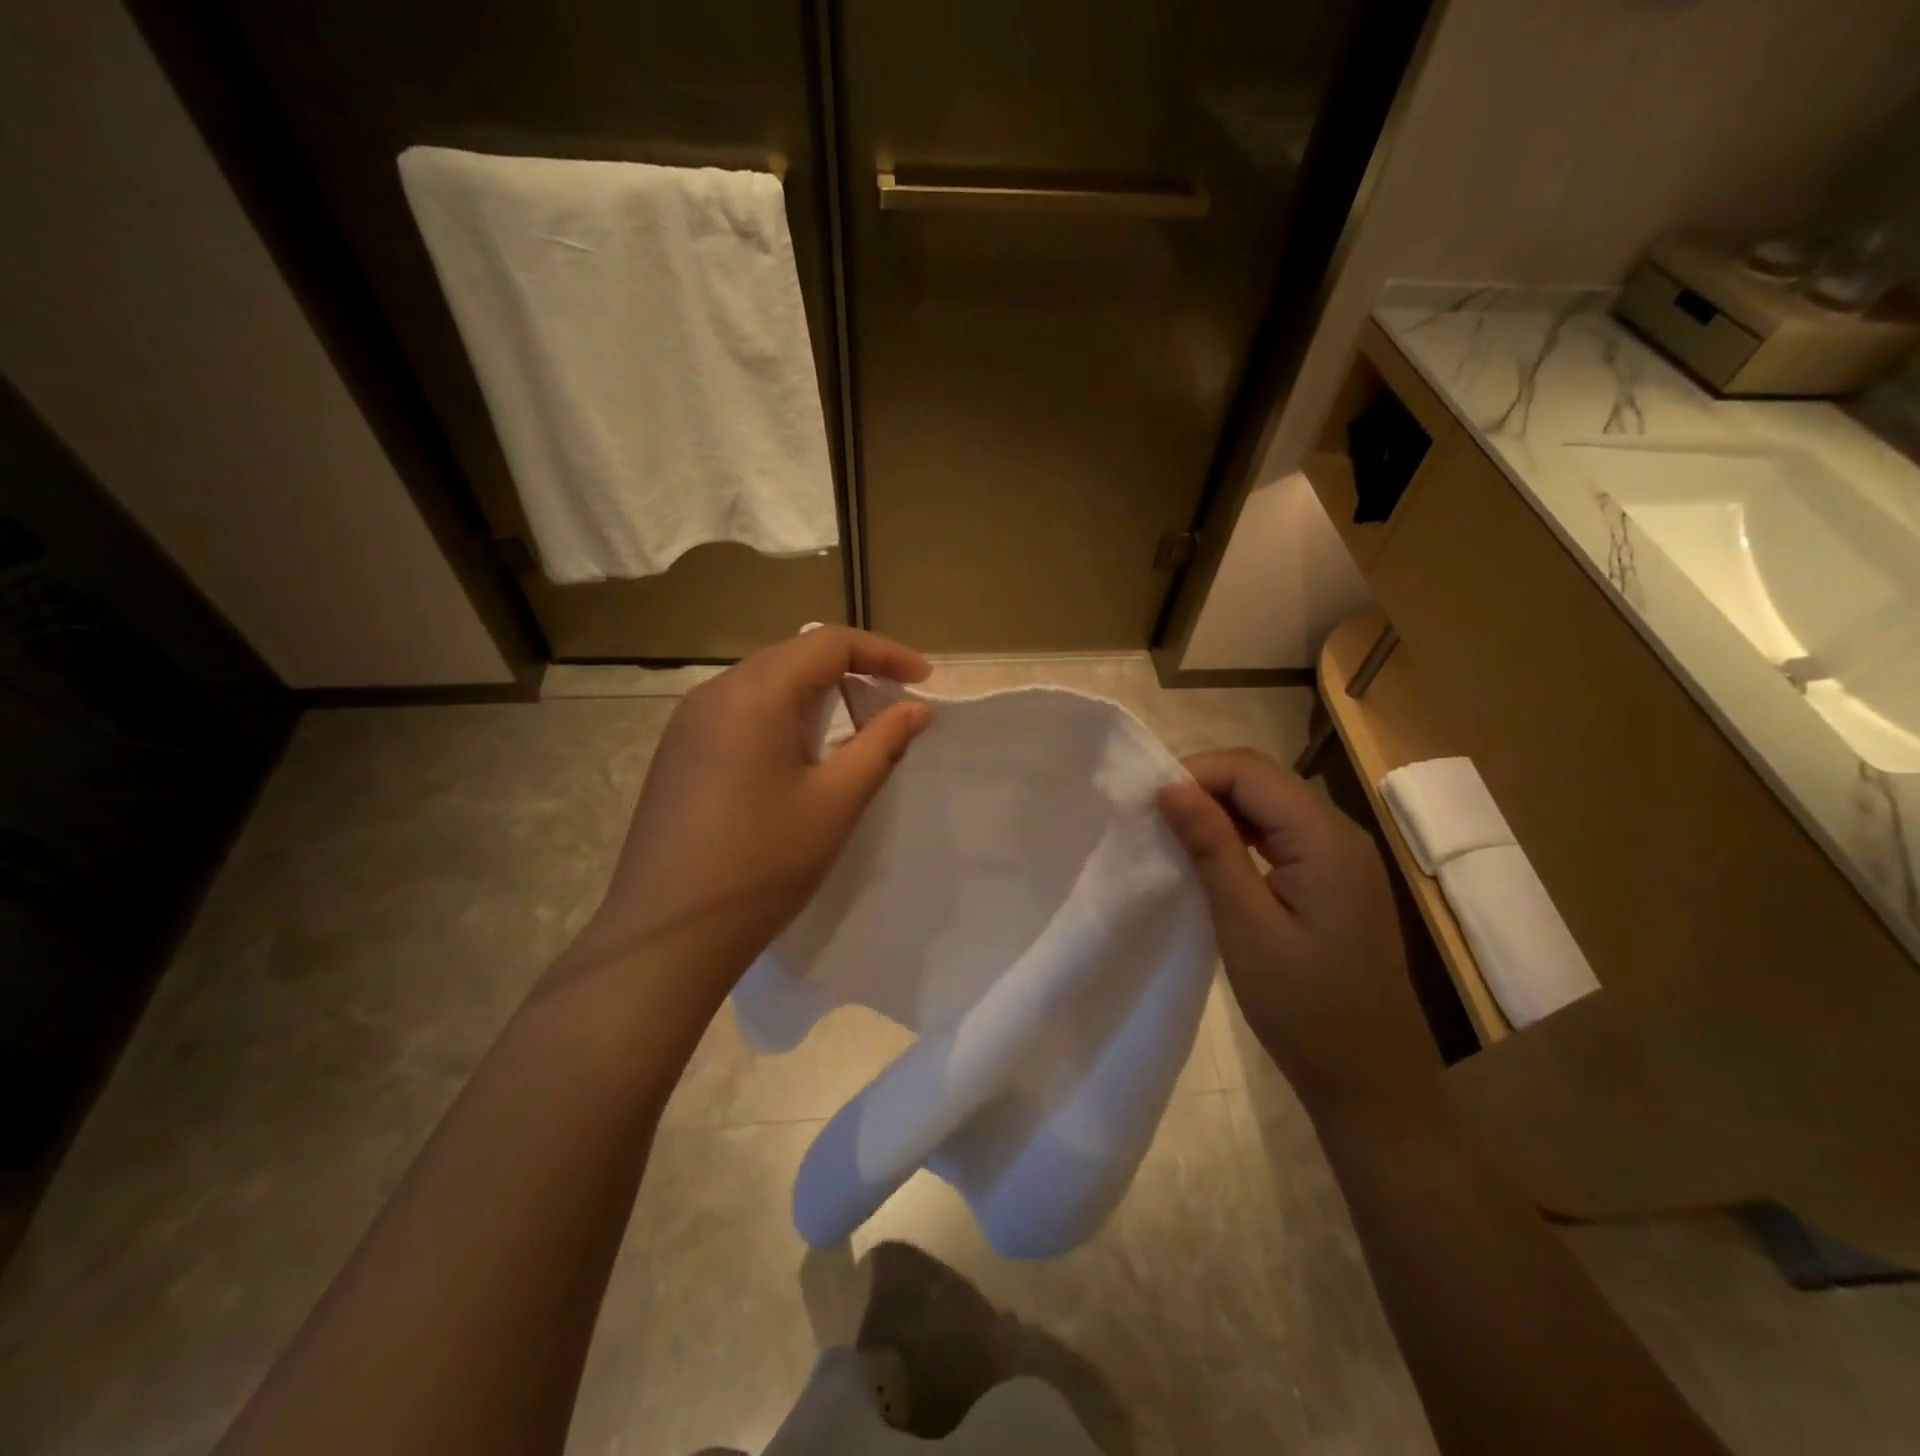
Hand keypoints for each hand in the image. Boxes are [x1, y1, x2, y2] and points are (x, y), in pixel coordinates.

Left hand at [570, 627, 931, 999]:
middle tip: (893, 706)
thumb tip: (917, 709)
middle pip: (794, 656)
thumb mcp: (835, 803)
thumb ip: (881, 745)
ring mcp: (688, 722)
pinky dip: (782, 717)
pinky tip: (798, 757)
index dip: (883, 653)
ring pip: (766, 683)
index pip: (829, 643)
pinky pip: (739, 711)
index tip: (923, 679)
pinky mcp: (678, 751)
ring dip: (816, 695)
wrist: (667, 934)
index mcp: (754, 694)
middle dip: (851, 671)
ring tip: (853, 731)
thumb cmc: (762, 865)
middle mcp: (715, 692)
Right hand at [1159, 748, 1441, 1120]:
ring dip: (1219, 811)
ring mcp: (1341, 857)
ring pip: (1270, 804)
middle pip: (1262, 780)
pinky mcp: (1334, 880)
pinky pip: (1281, 834)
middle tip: (1153, 821)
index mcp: (1325, 839)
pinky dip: (1240, 835)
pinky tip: (1212, 861)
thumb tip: (1170, 786)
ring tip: (1174, 838)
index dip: (1194, 773)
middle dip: (1204, 788)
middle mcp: (1340, 833)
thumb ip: (1212, 849)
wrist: (1372, 1082)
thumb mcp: (1247, 926)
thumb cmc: (1306, 1009)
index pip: (1251, 770)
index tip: (1147, 806)